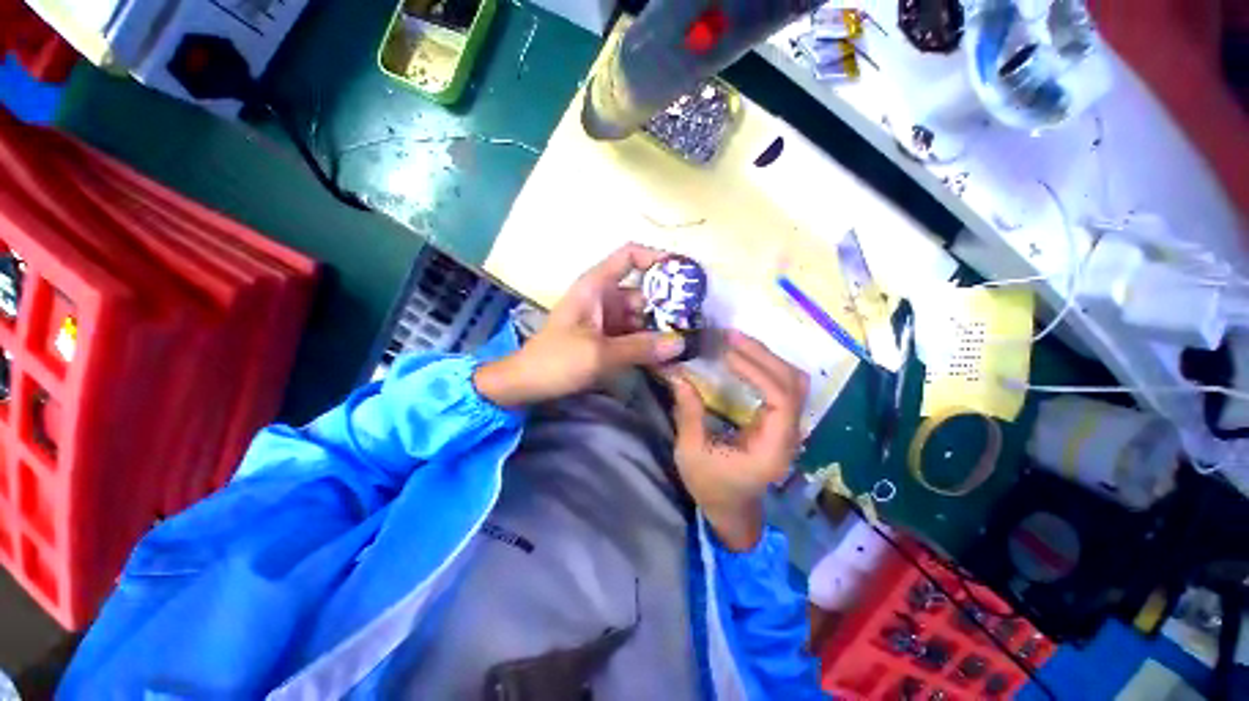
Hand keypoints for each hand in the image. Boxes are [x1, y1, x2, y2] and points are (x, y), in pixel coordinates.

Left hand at [475, 244, 686, 406]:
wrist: (526, 384)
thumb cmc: (556, 361)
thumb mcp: (599, 354)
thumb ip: (640, 348)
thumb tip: (680, 343)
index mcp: (596, 286)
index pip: (629, 256)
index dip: (657, 258)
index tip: (684, 273)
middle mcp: (604, 297)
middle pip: (643, 291)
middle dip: (668, 305)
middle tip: (696, 322)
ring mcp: (606, 318)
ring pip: (641, 316)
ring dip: (661, 329)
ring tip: (688, 342)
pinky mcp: (607, 337)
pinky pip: (634, 334)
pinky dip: (649, 343)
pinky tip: (668, 356)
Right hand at [669, 332, 807, 551]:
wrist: (731, 509)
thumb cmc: (711, 486)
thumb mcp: (691, 453)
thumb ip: (689, 413)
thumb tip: (679, 375)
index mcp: (772, 447)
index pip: (781, 399)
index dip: (757, 371)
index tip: (727, 354)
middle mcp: (790, 434)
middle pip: (793, 383)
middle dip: (762, 355)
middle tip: (730, 335)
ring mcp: (789, 426)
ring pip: (794, 381)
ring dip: (767, 357)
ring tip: (736, 342)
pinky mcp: (780, 421)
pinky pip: (783, 385)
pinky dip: (766, 367)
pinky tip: (744, 357)